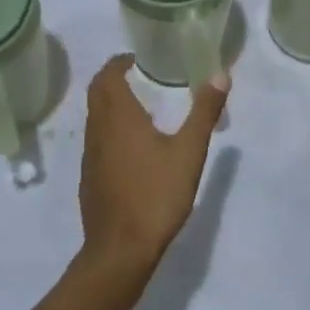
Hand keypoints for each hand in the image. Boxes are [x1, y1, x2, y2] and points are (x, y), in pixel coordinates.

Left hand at [77, 56, 226, 276]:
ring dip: (110, 104)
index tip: (138, 59)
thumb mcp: (188, 152)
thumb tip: (220, 75)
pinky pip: (96, 140)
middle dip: (113, 78)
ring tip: (140, 107)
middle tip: (140, 76)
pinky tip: (132, 147)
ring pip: (94, 117)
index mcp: (118, 117)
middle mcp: (97, 130)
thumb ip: (204, 112)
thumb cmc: (155, 195)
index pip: (108, 75)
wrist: (120, 250)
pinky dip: (109, 129)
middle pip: (97, 92)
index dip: (119, 62)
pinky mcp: (89, 178)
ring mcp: (89, 156)